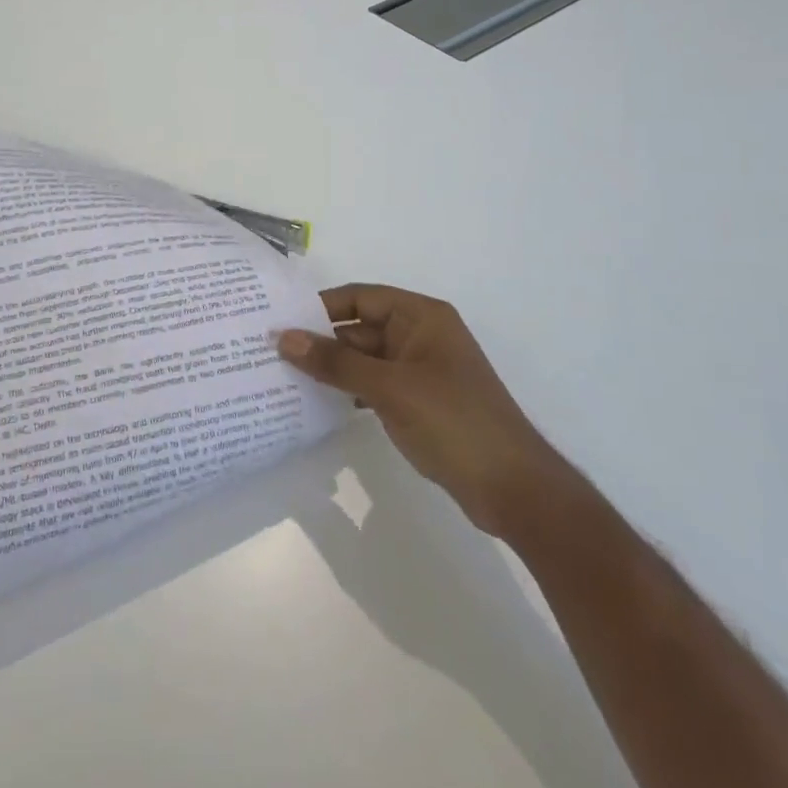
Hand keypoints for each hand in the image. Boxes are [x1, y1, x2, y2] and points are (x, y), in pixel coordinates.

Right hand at [277, 284, 560, 537]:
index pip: (360, 297)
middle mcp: (421, 335)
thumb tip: (283, 338)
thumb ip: (335, 362)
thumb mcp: (390, 388)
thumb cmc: (454, 423)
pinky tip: (319, 403)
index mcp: (421, 316)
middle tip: (272, 353)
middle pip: (360, 328)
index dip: (320, 306)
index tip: (280, 321)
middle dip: (321, 341)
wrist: (515, 489)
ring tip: (285, 377)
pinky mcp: (421, 402)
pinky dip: (350, 391)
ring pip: (366, 359)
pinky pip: (375, 385)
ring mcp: (421, 371)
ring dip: (332, 368)